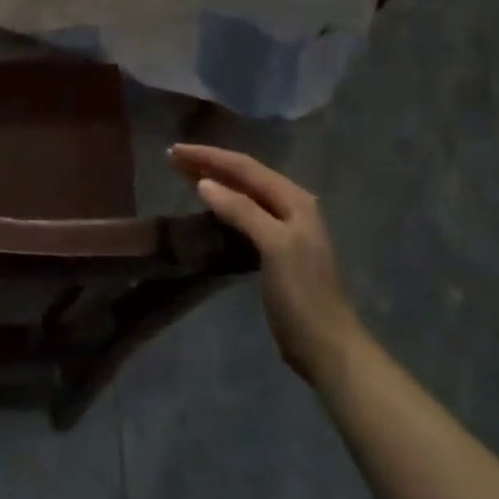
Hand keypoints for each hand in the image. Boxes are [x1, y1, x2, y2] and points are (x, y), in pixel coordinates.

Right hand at [170, 144, 359, 382]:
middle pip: (243, 176)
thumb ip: (242, 211)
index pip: (244, 167)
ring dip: (213, 180)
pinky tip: (206, 204)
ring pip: (241, 193)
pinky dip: (221, 204)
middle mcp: (289, 206)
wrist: (326, 347)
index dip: (209, 156)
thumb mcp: (274, 246)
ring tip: (182, 174)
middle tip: (173, 157)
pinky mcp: (273, 248)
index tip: (175, 151)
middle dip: (208, 164)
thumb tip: (203, 183)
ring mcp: (282, 227)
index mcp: (293, 199)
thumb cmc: (302, 294)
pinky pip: (241, 213)